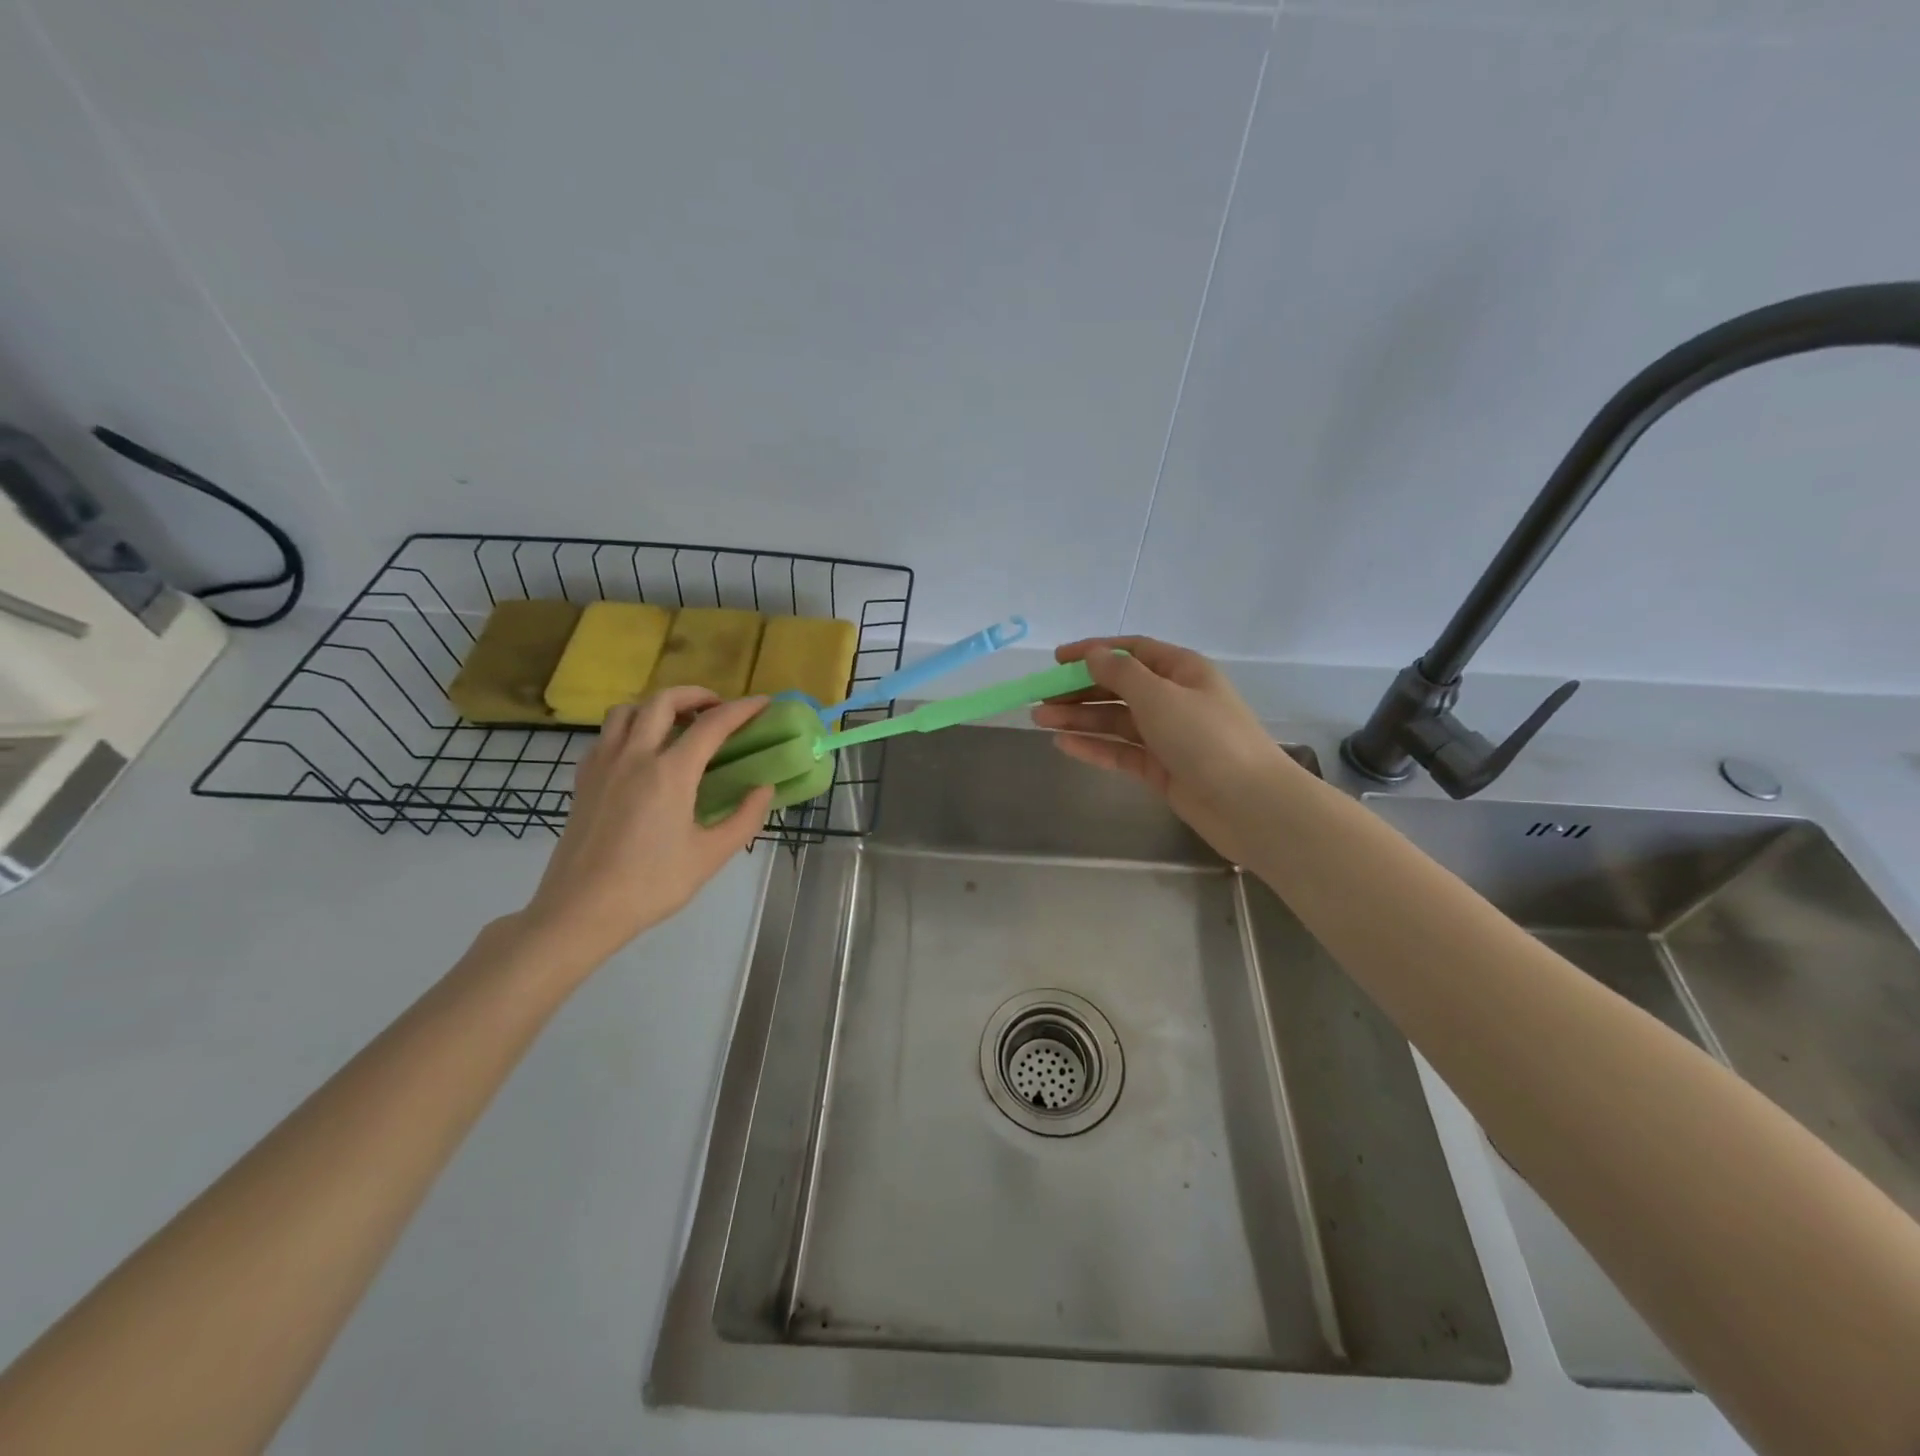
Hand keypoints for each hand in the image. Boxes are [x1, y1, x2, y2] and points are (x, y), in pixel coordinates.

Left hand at [515, 689, 774, 971]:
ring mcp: (603, 764)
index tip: (763, 702)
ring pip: (627, 710)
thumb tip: (764, 788)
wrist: (581, 910)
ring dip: (657, 706)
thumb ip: (744, 818)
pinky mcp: (583, 779)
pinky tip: (641, 751)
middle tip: (718, 708)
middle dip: (696, 694)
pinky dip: (629, 727)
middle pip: (663, 701)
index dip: (742, 709)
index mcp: (670, 773)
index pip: (712, 724)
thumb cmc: (651, 885)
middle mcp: (634, 756)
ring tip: (678, 723)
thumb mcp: (710, 856)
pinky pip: (606, 734)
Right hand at [1031, 636, 1291, 862]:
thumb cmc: (1206, 738)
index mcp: (1182, 670)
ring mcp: (1168, 736)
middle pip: (1119, 687)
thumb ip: (1120, 674)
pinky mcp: (1162, 769)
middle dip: (1079, 690)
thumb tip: (1093, 654)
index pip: (1131, 651)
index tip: (1056, 660)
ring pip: (1116, 721)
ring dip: (1079, 718)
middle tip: (1040, 697)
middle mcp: (1174, 698)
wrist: (1248, 804)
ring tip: (1039, 720)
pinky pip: (1121, 752)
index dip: (1093, 651)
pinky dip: (1094, 747)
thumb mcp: (1159, 696)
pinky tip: (1064, 744)